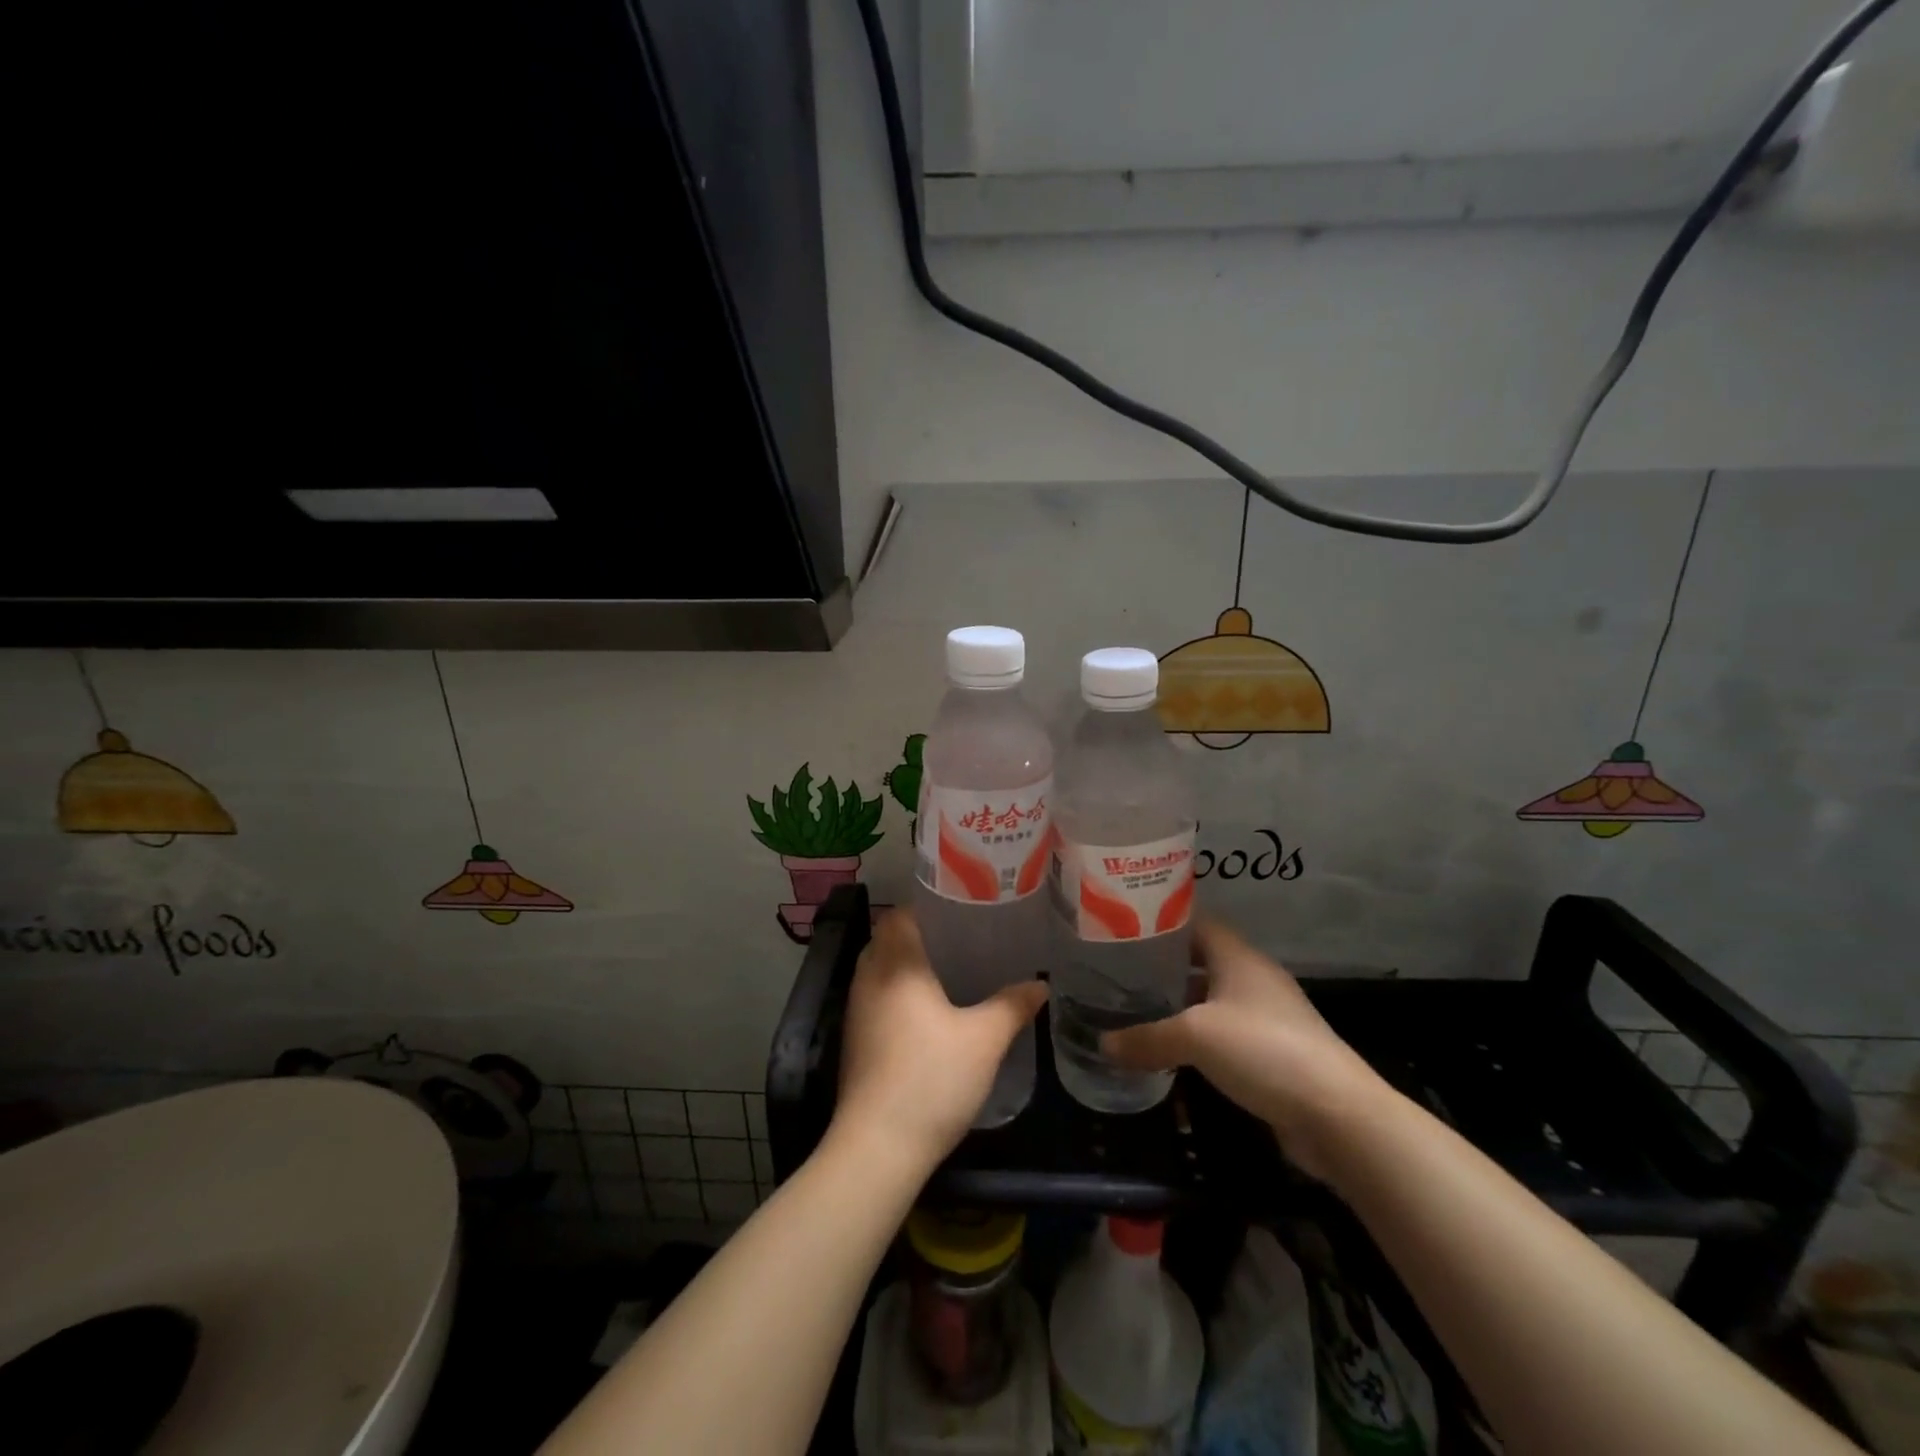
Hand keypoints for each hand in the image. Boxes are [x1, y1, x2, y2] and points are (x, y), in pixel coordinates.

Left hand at [834, 909, 1047, 1171]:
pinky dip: (899, 991)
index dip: (927, 906)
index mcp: (896, 965)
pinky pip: (877, 996)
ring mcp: (857, 1010)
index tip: (960, 909)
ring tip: (951, 970)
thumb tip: (1040, 984)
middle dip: (921, 934)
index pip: (900, 915)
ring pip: (880, 969)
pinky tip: (930, 1011)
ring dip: (908, 964)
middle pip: (888, 939)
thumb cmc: (931, 1079)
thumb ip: (1013, 1006)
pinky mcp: (855, 1039)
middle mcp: (869, 978)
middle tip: (963, 937)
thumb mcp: (984, 1040)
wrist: (878, 1146)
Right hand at [1102, 917, 1386, 1177]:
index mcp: (1238, 957)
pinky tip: (1168, 1052)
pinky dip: (1196, 1040)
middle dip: (1161, 968)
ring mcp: (1266, 1017)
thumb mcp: (1194, 1037)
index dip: (1159, 922)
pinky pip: (1223, 1036)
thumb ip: (1146, 1037)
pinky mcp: (1272, 1054)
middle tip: (1117, 973)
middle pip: (1200, 962)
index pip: (1194, 922)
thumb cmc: (1264, 1050)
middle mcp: (1253, 979)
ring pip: (1210, 1001)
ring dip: (1177, 1007)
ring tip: (1133, 1010)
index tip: (1121, 929)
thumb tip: (1102, 1044)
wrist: (1338, 1116)